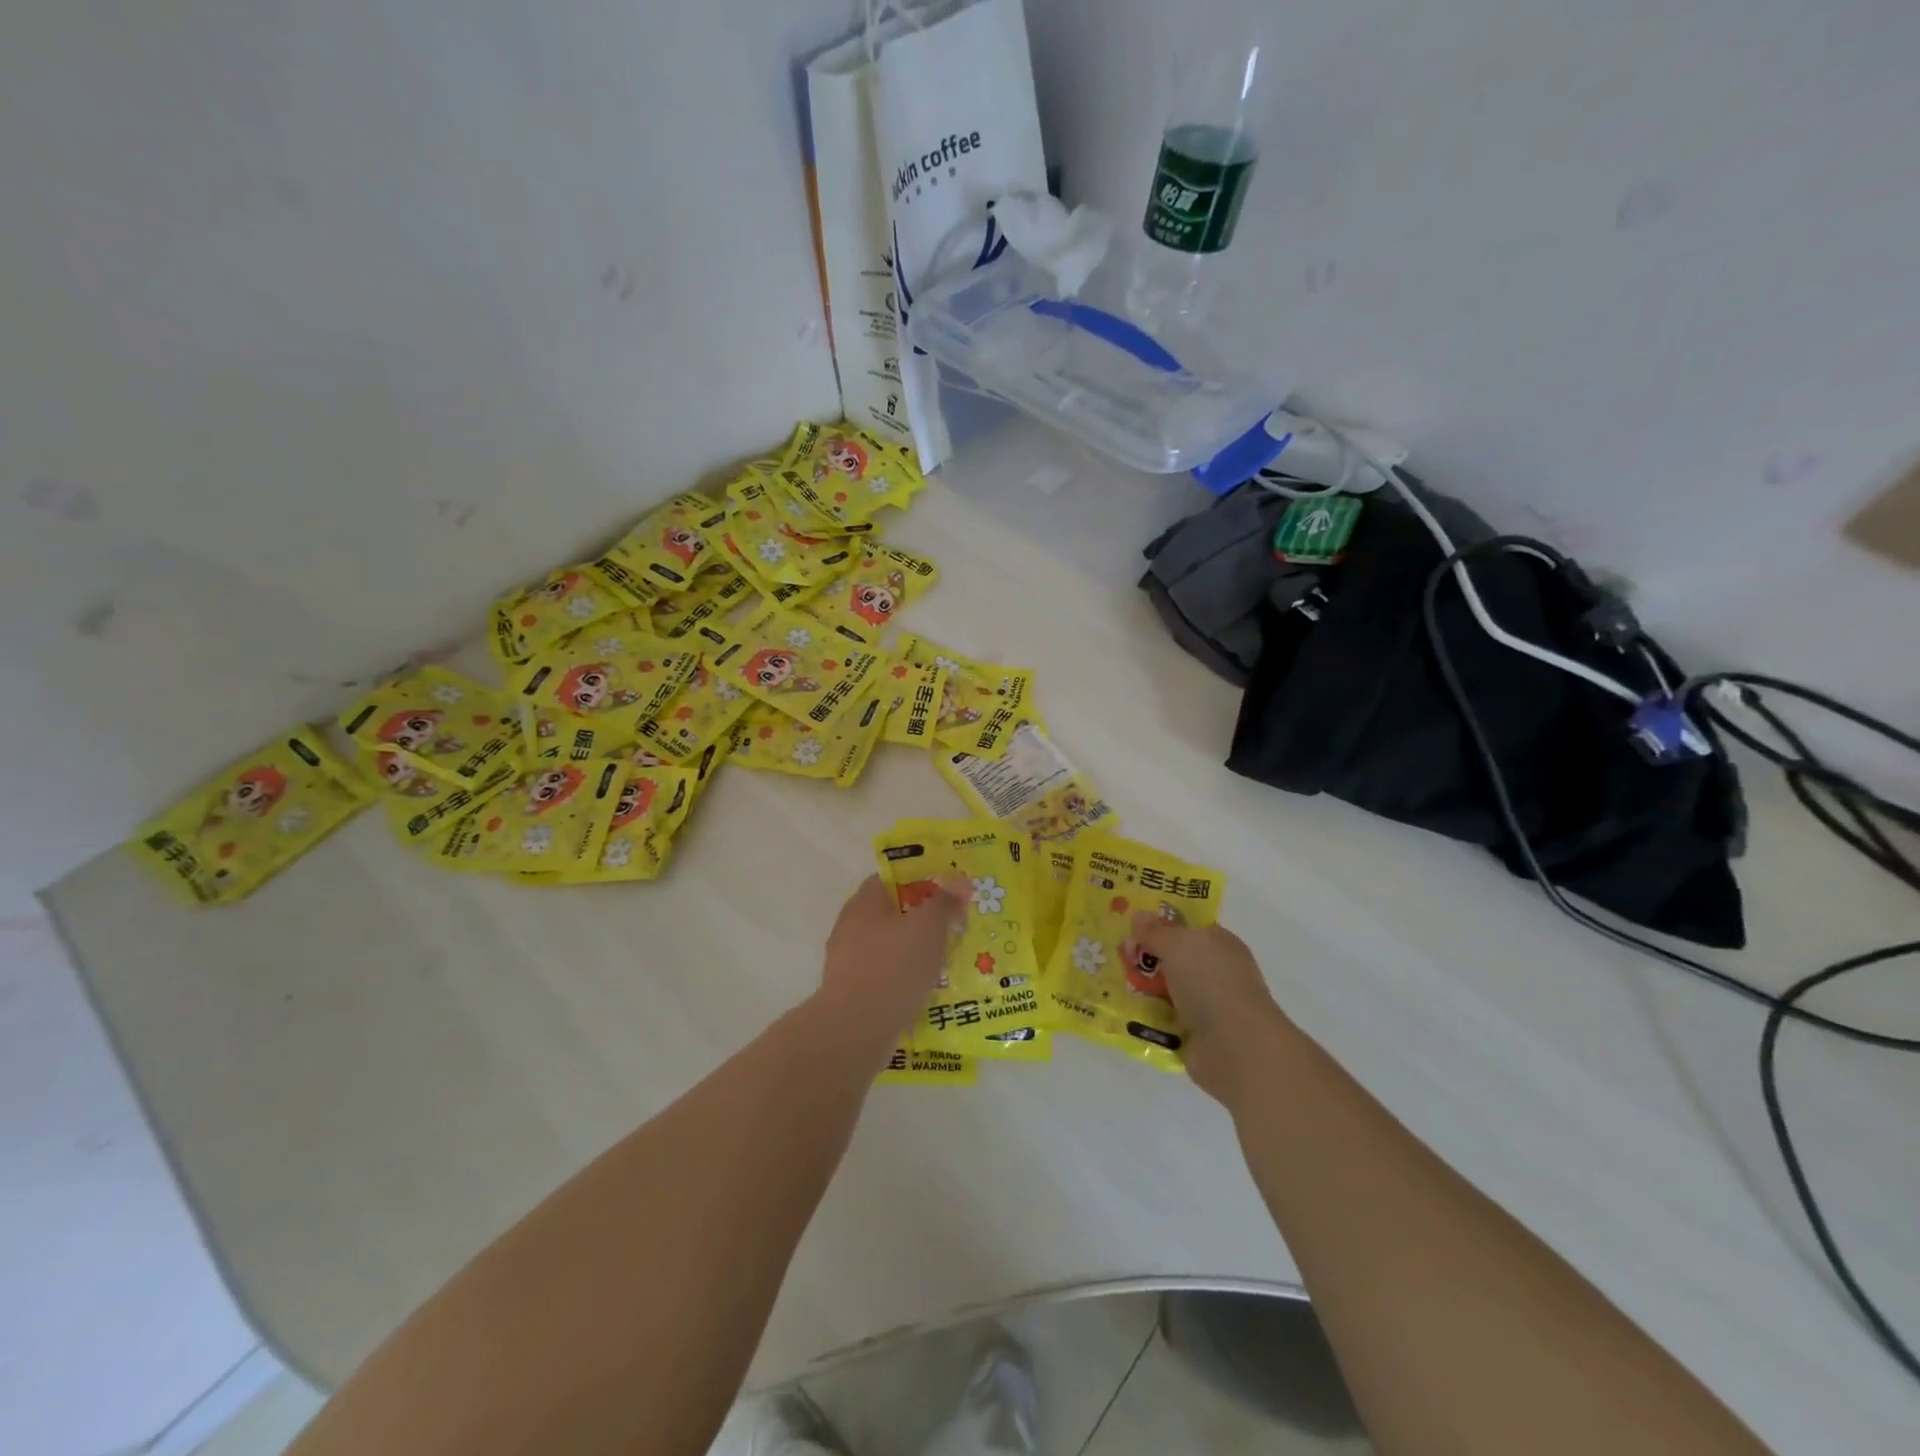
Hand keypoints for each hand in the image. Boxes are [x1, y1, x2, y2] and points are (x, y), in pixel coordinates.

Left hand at [816, 873, 968, 1048]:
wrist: (855, 1030)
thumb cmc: (893, 967)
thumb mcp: (929, 927)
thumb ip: (945, 902)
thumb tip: (960, 880)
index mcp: (865, 902)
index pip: (893, 879)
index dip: (922, 881)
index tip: (950, 892)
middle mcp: (852, 926)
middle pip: (894, 914)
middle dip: (924, 920)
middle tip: (956, 927)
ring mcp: (849, 962)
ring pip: (892, 948)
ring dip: (917, 953)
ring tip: (949, 962)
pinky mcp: (854, 994)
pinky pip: (887, 978)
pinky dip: (907, 981)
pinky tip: (929, 991)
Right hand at [1131, 913, 1291, 1105]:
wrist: (1235, 1047)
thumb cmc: (1210, 982)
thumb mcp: (1177, 945)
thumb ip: (1155, 931)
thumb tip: (1139, 915)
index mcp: (1219, 943)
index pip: (1188, 926)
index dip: (1161, 923)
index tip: (1131, 924)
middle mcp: (1215, 972)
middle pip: (1173, 957)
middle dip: (1145, 956)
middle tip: (1118, 955)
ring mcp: (1207, 1005)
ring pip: (1166, 989)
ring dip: (1143, 987)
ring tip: (1112, 983)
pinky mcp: (1196, 1035)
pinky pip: (1164, 1018)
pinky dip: (1147, 1016)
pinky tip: (1124, 1012)